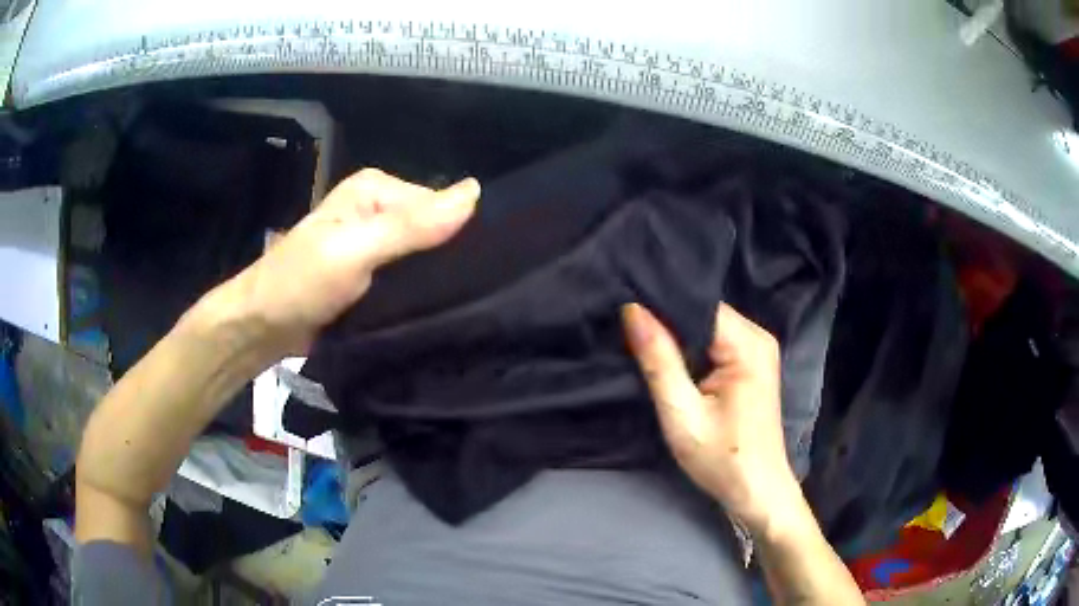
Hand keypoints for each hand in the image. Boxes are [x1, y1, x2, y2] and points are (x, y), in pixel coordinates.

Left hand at [213, 169, 479, 356]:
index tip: (483, 273)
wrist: (263, 327)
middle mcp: (379, 210)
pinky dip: (420, 294)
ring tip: (465, 307)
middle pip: (431, 231)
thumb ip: (411, 226)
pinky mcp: (371, 276)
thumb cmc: (301, 283)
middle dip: (450, 259)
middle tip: (475, 295)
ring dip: (437, 281)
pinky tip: (440, 311)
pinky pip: (408, 279)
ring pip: (422, 258)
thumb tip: (475, 193)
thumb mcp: (356, 250)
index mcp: (376, 190)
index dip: (459, 235)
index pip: (438, 205)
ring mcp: (375, 245)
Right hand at [622, 302, 801, 535]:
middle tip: (627, 326)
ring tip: (641, 339)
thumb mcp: (681, 413)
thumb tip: (633, 310)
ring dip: (678, 336)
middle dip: (668, 320)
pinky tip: (669, 357)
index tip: (625, 306)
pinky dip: (692, 349)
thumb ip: (659, 361)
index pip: (698, 304)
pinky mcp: (752, 363)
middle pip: (704, 313)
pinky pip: (716, 342)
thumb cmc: (722, 458)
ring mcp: (758, 349)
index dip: (662, 304)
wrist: (757, 490)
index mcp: (748, 344)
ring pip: (707, 327)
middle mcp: (758, 337)